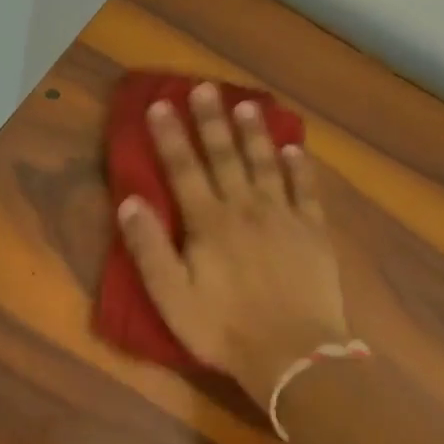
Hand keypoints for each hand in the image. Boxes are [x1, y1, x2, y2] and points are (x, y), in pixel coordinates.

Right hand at [117, 84, 351, 407]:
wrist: (294, 356)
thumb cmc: (223, 328)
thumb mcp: (171, 295)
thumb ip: (149, 247)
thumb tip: (130, 200)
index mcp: (208, 223)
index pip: (183, 168)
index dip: (170, 135)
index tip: (160, 104)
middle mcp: (245, 208)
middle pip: (225, 156)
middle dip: (211, 120)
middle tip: (205, 87)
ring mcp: (283, 217)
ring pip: (265, 164)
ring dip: (254, 133)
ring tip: (247, 104)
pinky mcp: (313, 233)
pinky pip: (305, 191)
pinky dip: (299, 168)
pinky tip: (294, 150)